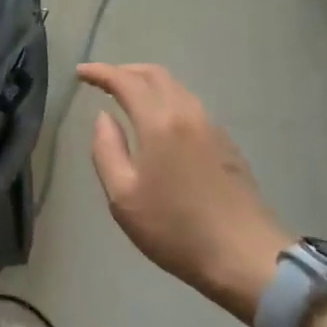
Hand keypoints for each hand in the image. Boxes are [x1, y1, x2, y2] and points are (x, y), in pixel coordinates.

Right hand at [78, 62, 293, 322]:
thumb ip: (106, 149)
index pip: (125, 81)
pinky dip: (168, 100)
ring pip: (176, 88)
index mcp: (159, 122)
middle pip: (155, 74)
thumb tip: (103, 117)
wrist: (246, 256)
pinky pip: (190, 105)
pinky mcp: (227, 144)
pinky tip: (161, 123)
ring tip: (129, 98)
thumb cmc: (176, 229)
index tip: (80, 72)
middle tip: (103, 80)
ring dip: (149, 84)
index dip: (100, 72)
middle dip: (126, 71)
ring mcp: (212, 127)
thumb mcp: (123, 197)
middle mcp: (187, 113)